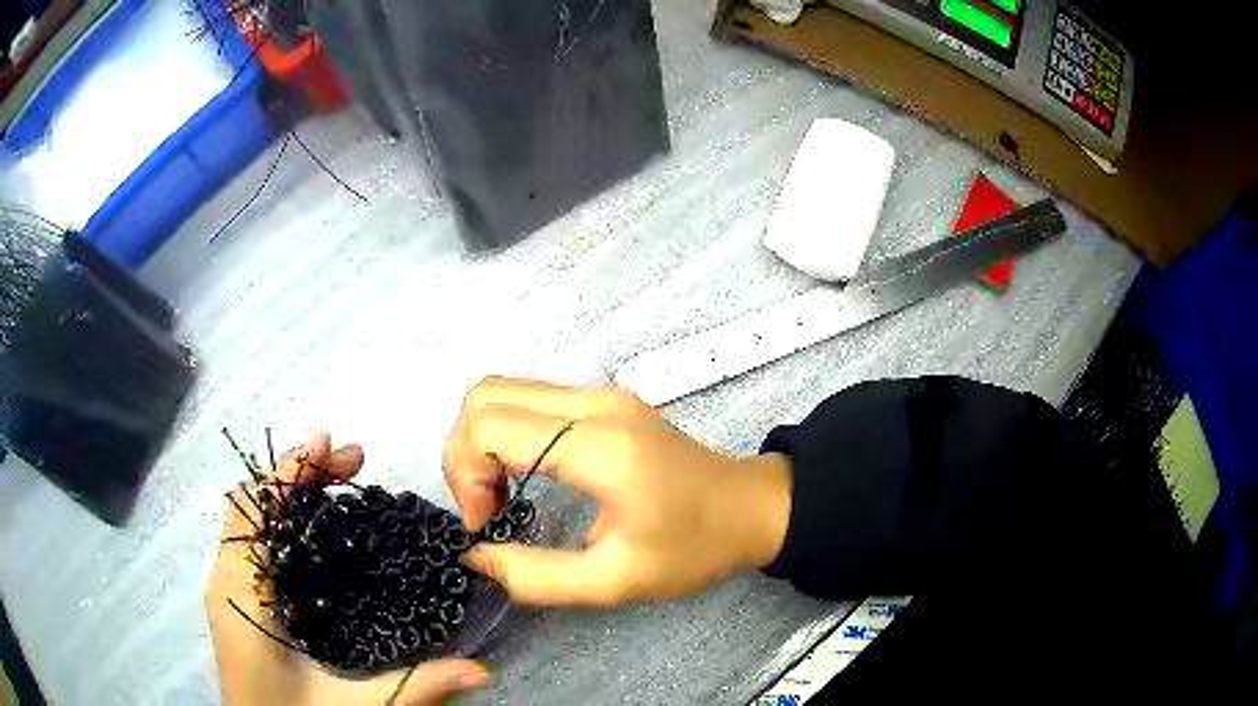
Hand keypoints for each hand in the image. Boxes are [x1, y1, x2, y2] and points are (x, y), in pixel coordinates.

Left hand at [206, 432, 489, 705]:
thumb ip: (413, 687)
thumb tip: (480, 669)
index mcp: (242, 596)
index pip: (256, 510)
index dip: (289, 471)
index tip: (330, 443)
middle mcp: (226, 580)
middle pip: (252, 502)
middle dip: (297, 473)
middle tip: (351, 462)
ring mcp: (227, 587)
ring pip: (250, 518)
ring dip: (288, 492)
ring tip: (336, 482)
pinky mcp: (236, 598)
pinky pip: (253, 540)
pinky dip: (281, 518)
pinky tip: (314, 528)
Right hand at [444, 378, 792, 605]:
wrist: (751, 508)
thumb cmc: (693, 547)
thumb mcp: (614, 581)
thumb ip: (535, 577)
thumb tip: (475, 555)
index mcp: (598, 445)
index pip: (489, 425)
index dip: (466, 475)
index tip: (486, 523)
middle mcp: (593, 402)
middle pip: (485, 395)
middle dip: (463, 454)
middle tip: (486, 509)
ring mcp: (600, 394)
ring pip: (503, 390)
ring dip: (480, 441)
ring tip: (499, 496)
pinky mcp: (604, 400)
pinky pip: (529, 399)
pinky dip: (505, 432)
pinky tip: (522, 476)